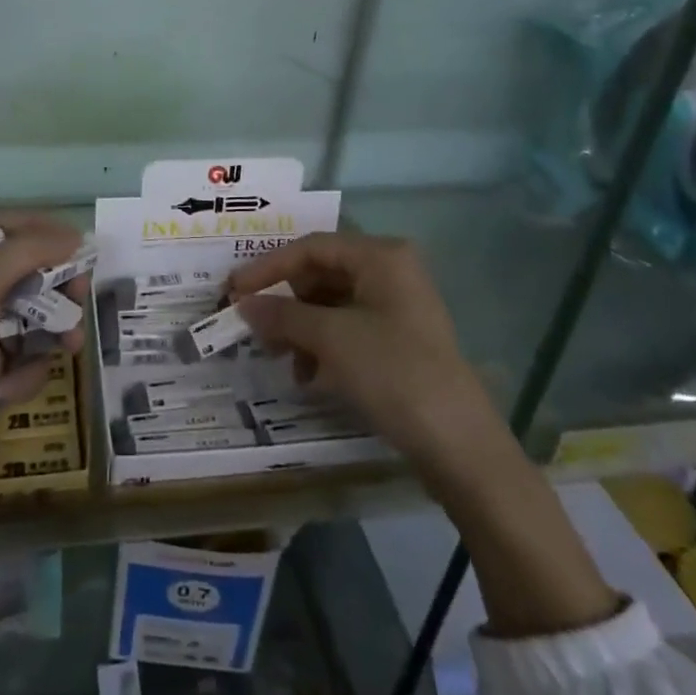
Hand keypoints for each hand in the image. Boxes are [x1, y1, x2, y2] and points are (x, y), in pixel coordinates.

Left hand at [0, 215, 86, 503]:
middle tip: (80, 294)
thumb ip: (28, 250)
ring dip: (52, 332)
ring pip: (36, 319)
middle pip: (27, 272)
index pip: (2, 227)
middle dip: (57, 284)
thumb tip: (75, 236)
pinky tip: (2, 393)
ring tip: (69, 345)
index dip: (39, 228)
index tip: (77, 241)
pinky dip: (22, 375)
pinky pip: (27, 362)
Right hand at [229, 233, 504, 472]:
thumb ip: (282, 315)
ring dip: (301, 329)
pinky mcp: (400, 341)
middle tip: (254, 328)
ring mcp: (398, 307)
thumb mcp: (331, 339)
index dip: (268, 268)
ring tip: (279, 358)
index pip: (311, 248)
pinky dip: (324, 347)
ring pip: (332, 305)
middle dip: (286, 303)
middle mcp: (391, 272)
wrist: (461, 446)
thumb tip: (243, 304)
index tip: (233, 290)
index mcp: (380, 256)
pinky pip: (349, 329)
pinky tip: (308, 376)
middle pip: (321, 275)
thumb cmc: (394, 373)